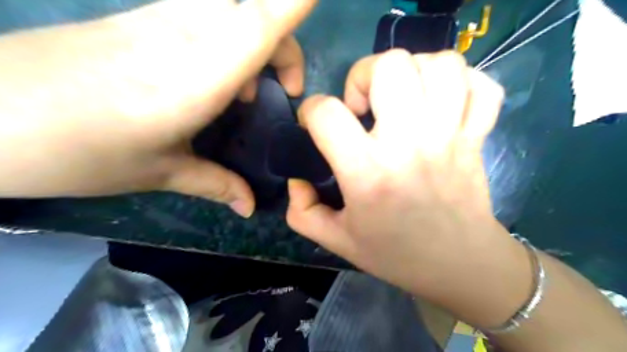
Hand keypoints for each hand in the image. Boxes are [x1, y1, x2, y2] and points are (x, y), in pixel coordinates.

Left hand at [0, 0, 315, 216]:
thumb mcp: (163, 172)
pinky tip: (208, 81)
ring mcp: (162, 19)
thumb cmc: (83, 149)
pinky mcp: (143, 19)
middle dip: (284, 48)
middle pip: (258, 14)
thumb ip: (217, 184)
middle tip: (279, 93)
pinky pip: (205, 17)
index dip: (295, 1)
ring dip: (254, 46)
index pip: (262, 20)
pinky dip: (226, 43)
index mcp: (203, 72)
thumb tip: (249, 207)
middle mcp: (189, 33)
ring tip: (242, 95)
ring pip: (233, 12)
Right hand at [286, 49, 517, 299]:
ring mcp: (451, 135)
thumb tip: (297, 177)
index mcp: (369, 173)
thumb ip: (301, 210)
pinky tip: (441, 101)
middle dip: (364, 75)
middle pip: (389, 66)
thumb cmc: (395, 254)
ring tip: (402, 98)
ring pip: (440, 64)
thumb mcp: (336, 240)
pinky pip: (481, 85)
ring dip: (413, 70)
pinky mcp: (478, 137)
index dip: (311, 110)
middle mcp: (410, 144)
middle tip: (364, 106)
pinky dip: (461, 82)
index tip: (316, 125)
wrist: (459, 266)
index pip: (327, 113)